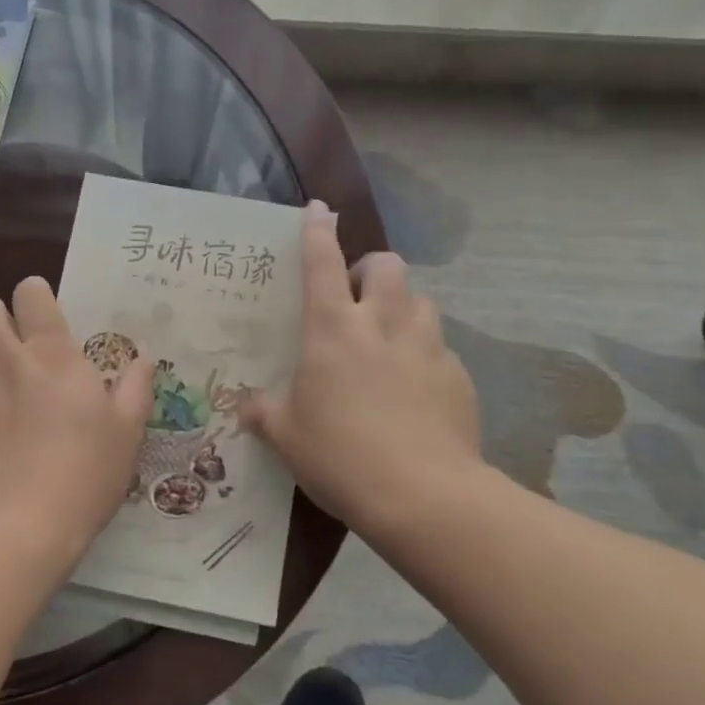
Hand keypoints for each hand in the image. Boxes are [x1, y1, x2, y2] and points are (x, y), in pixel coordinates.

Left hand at [0, 277, 153, 568]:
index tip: (42, 315)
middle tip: (7, 344)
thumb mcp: (127, 432)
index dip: (34, 295)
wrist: (21, 528)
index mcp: (51, 353)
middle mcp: (2, 358)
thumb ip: (135, 387)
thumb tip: (144, 357)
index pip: (30, 292)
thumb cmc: (84, 474)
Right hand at [239, 203, 481, 538]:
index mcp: (333, 329)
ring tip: (390, 337)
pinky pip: (440, 348)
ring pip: (420, 300)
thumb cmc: (342, 456)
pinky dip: (425, 355)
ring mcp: (426, 346)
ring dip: (402, 307)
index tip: (318, 209)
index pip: (322, 262)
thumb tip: (245, 406)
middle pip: (386, 265)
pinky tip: (417, 389)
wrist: (423, 496)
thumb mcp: (288, 437)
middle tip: (359, 296)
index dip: (317, 230)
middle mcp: (382, 324)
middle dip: (372, 267)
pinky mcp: (458, 375)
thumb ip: (264, 413)